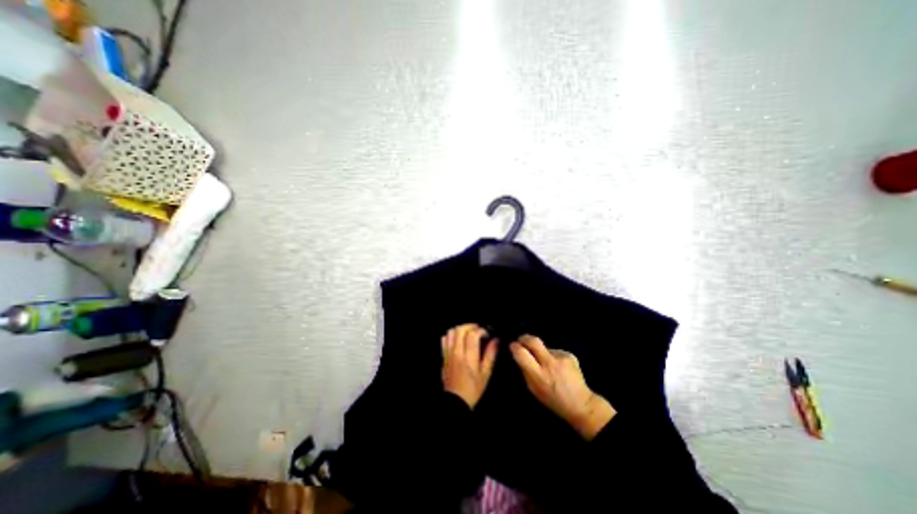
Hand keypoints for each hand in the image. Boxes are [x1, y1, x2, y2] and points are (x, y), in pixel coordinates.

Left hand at [440, 325, 499, 409]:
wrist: (455, 401)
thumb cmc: (473, 389)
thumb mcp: (486, 374)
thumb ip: (490, 355)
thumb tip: (496, 340)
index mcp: (468, 357)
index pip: (472, 334)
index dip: (481, 330)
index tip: (487, 334)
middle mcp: (457, 352)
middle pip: (460, 329)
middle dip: (471, 326)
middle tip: (478, 330)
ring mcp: (448, 353)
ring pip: (451, 332)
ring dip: (461, 329)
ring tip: (468, 333)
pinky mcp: (443, 355)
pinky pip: (444, 339)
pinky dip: (451, 335)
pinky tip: (458, 339)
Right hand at [508, 335, 614, 439]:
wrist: (581, 404)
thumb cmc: (553, 400)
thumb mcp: (533, 389)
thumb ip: (525, 371)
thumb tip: (518, 355)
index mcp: (538, 375)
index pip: (521, 353)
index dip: (514, 347)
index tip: (512, 345)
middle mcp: (550, 363)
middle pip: (533, 341)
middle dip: (525, 338)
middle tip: (521, 340)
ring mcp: (561, 357)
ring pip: (545, 347)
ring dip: (541, 352)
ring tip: (546, 363)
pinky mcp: (569, 355)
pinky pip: (555, 351)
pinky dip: (553, 357)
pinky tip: (558, 367)